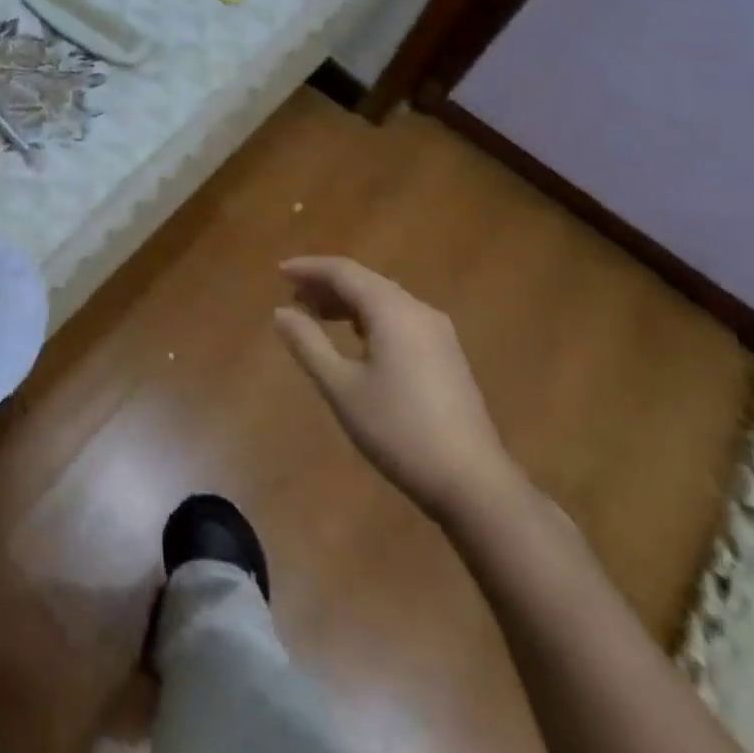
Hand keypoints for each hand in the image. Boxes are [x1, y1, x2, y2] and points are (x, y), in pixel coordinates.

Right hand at [274, 256, 517, 523]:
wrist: (473, 484)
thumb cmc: (399, 431)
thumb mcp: (342, 387)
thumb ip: (308, 344)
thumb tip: (281, 312)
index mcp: (393, 311)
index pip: (344, 271)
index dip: (309, 268)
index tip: (279, 272)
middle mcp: (418, 310)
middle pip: (365, 281)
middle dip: (326, 284)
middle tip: (292, 295)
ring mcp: (437, 333)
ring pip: (384, 300)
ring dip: (347, 301)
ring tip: (315, 314)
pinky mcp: (446, 355)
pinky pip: (399, 318)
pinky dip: (369, 318)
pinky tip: (354, 338)